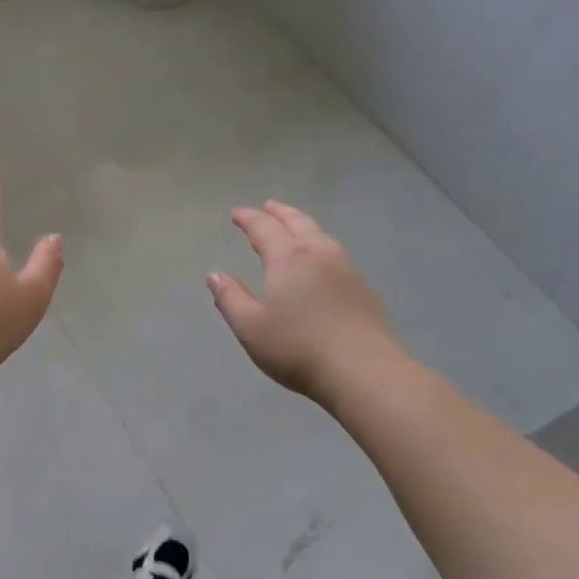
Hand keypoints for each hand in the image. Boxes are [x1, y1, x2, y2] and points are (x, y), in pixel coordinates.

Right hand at [208, 201, 399, 401]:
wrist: (362, 370)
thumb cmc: (297, 348)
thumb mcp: (250, 327)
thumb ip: (230, 298)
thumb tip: (215, 275)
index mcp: (288, 258)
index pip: (264, 228)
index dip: (248, 218)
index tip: (236, 214)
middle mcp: (318, 253)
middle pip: (297, 222)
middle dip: (280, 213)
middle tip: (268, 207)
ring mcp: (345, 268)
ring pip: (320, 235)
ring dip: (302, 226)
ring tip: (293, 228)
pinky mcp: (363, 288)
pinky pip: (335, 254)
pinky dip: (320, 246)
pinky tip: (320, 262)